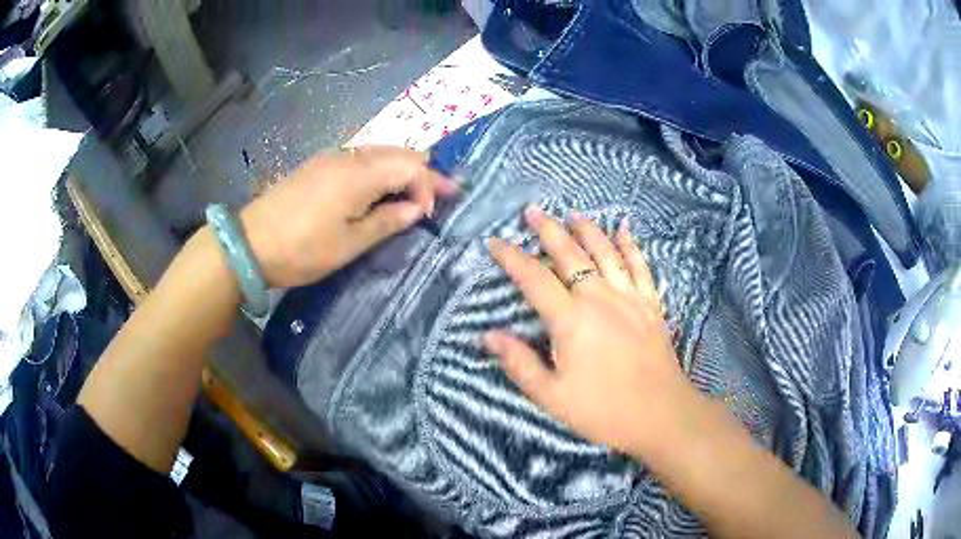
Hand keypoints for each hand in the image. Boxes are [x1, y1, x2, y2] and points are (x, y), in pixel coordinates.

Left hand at [239, 146, 455, 287]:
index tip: (431, 214)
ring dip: (401, 168)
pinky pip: (360, 158)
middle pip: (398, 152)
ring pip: (380, 152)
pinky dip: (380, 169)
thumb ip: (387, 222)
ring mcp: (331, 157)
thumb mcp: (349, 243)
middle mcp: (349, 156)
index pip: (411, 166)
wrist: (249, 243)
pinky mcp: (318, 165)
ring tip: (414, 191)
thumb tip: (416, 209)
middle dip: (423, 172)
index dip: (429, 186)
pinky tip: (380, 187)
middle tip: (440, 194)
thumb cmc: (302, 249)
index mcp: (360, 174)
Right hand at [483, 206, 700, 456]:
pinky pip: (639, 266)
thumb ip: (519, 363)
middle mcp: (599, 298)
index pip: (534, 278)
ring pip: (605, 252)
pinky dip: (630, 245)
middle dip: (548, 230)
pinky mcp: (651, 304)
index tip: (494, 242)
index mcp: (571, 320)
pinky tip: (624, 229)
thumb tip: (487, 335)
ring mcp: (629, 297)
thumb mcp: (551, 396)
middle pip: (570, 254)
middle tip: (532, 211)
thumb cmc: (602, 410)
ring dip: (587, 229)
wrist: (660, 414)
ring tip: (572, 213)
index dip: (511, 258)